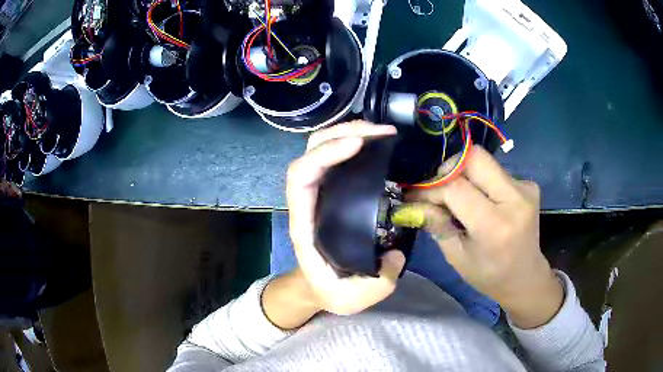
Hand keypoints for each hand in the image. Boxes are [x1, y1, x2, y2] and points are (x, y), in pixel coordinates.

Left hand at [286, 120, 405, 315]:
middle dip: (341, 132)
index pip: (301, 177)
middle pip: (309, 152)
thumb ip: (378, 280)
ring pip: (320, 149)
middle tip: (382, 132)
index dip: (324, 154)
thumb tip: (396, 253)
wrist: (318, 286)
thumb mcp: (354, 298)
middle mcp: (307, 201)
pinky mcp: (332, 192)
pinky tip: (376, 144)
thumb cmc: (330, 290)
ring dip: (348, 132)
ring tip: (382, 132)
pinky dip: (353, 143)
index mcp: (305, 223)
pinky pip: (336, 158)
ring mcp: (319, 193)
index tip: (359, 144)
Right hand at [405, 146, 562, 328]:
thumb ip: (436, 224)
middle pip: (475, 157)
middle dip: (449, 168)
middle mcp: (514, 199)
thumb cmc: (489, 275)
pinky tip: (482, 200)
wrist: (525, 277)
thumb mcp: (456, 256)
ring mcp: (525, 189)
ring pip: (485, 160)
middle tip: (438, 187)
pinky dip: (482, 180)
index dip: (432, 188)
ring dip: (465, 173)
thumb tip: (413, 202)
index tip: (417, 196)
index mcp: (495, 225)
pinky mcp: (529, 185)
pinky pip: (497, 170)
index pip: (456, 188)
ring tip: (458, 196)